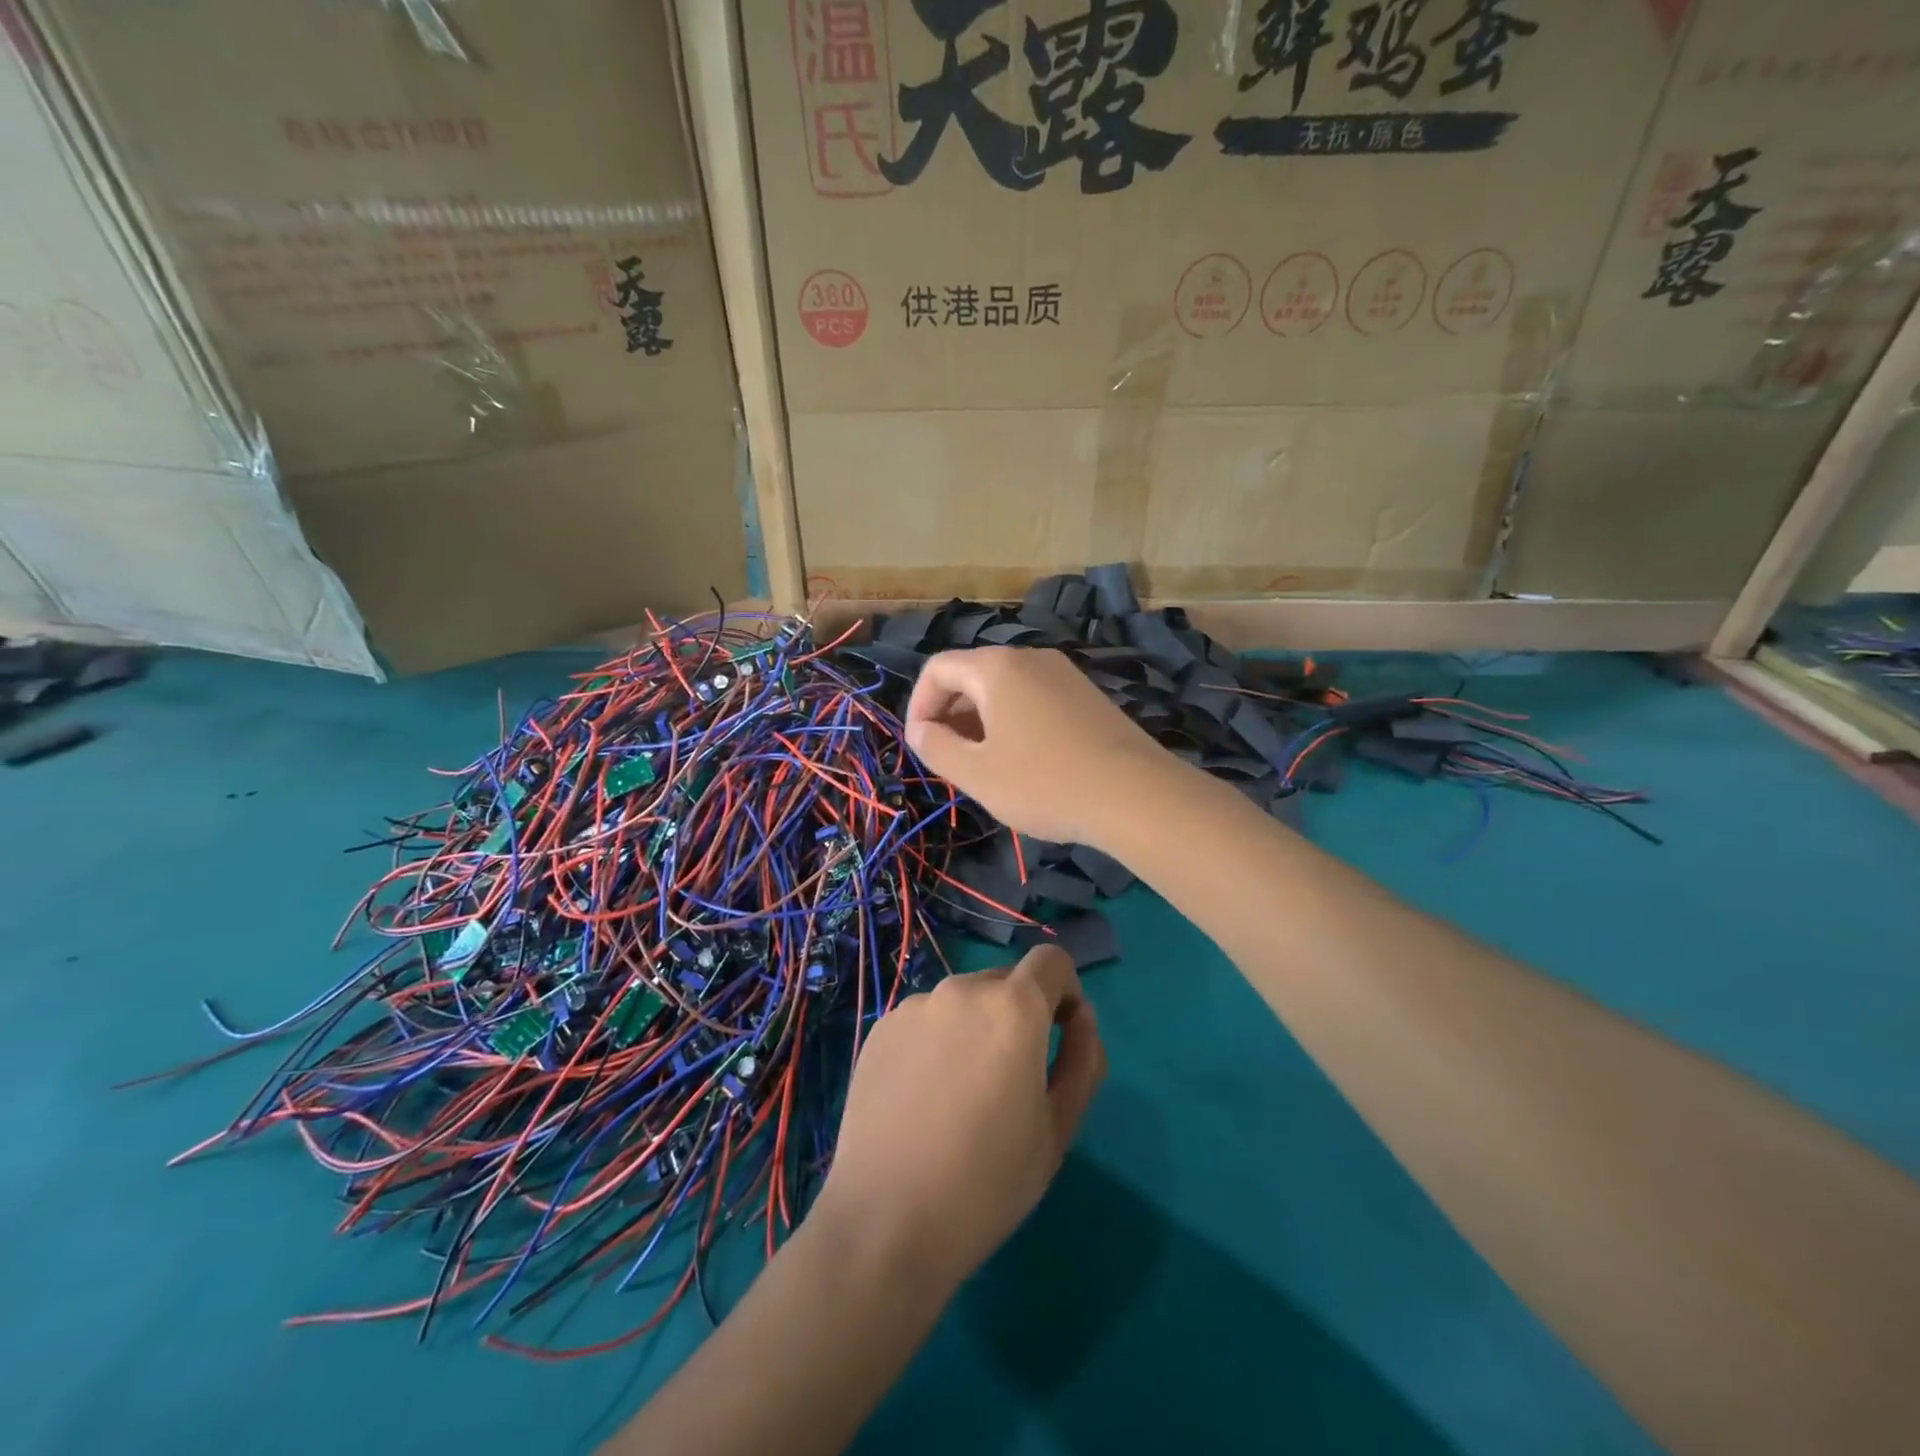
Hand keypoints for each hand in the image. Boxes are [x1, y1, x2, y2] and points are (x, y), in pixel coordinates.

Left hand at [813, 946, 1106, 1292]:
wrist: (886, 1221)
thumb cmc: (987, 1182)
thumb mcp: (1058, 1128)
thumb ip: (1083, 1060)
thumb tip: (1081, 1018)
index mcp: (1013, 1007)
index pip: (1052, 961)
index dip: (1065, 992)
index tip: (1059, 1036)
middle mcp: (962, 989)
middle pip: (1006, 982)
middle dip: (1020, 1015)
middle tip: (1011, 1081)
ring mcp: (914, 1006)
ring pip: (963, 1002)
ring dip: (976, 1028)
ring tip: (961, 1095)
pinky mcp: (880, 1028)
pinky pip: (925, 1020)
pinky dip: (937, 1042)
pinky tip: (923, 1097)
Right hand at [905, 646, 1176, 846]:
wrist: (1136, 795)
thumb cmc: (1044, 783)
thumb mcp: (976, 774)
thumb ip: (935, 747)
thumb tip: (918, 730)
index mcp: (997, 667)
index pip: (937, 668)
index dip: (918, 705)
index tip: (921, 745)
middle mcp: (1031, 658)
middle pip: (972, 674)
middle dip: (950, 714)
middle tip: (950, 760)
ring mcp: (1065, 674)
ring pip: (1006, 688)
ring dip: (982, 721)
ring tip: (986, 765)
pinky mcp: (1088, 695)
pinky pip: (1035, 698)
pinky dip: (1015, 721)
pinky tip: (1026, 762)